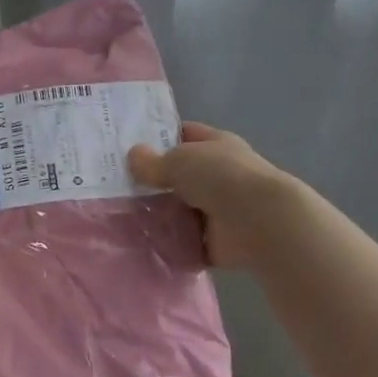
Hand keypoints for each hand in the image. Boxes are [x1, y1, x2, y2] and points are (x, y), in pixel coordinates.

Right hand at [128, 122, 287, 268]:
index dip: (158, 136)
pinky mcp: (215, 240)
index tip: (128, 144)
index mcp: (216, 144)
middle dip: (152, 180)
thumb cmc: (221, 178)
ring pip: (179, 208)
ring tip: (120, 215)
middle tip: (116, 184)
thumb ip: (153, 161)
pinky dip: (167, 242)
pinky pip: (183, 240)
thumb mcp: (179, 160)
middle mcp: (218, 174)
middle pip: (179, 174)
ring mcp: (218, 209)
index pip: (184, 134)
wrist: (261, 223)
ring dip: (157, 213)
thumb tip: (133, 156)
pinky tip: (139, 240)